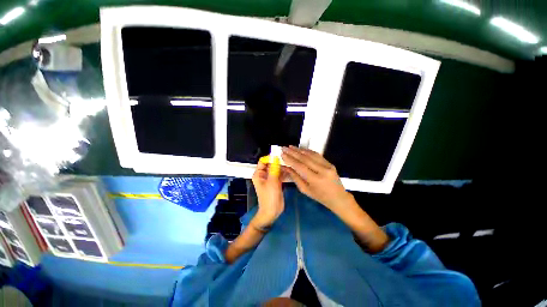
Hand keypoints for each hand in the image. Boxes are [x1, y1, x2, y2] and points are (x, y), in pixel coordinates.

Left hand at [251, 159, 286, 227]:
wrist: (272, 212)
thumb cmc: (269, 197)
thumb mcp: (272, 182)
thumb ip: (274, 169)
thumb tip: (276, 157)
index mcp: (259, 174)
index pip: (263, 161)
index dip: (270, 157)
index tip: (279, 155)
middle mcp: (263, 175)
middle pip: (270, 164)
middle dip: (277, 161)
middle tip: (287, 159)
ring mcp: (270, 178)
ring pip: (276, 169)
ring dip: (281, 166)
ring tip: (290, 163)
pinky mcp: (276, 182)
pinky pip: (279, 174)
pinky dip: (283, 172)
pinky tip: (290, 170)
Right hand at [281, 146, 351, 211]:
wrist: (338, 197)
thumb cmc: (320, 197)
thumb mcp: (305, 190)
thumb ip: (295, 177)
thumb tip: (285, 168)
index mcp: (315, 180)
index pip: (300, 166)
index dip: (290, 159)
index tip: (282, 154)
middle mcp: (322, 170)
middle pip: (305, 158)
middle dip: (293, 152)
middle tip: (284, 148)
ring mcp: (327, 165)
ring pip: (311, 154)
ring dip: (299, 150)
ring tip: (290, 147)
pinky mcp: (330, 163)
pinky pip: (317, 155)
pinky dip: (308, 151)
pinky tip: (301, 149)